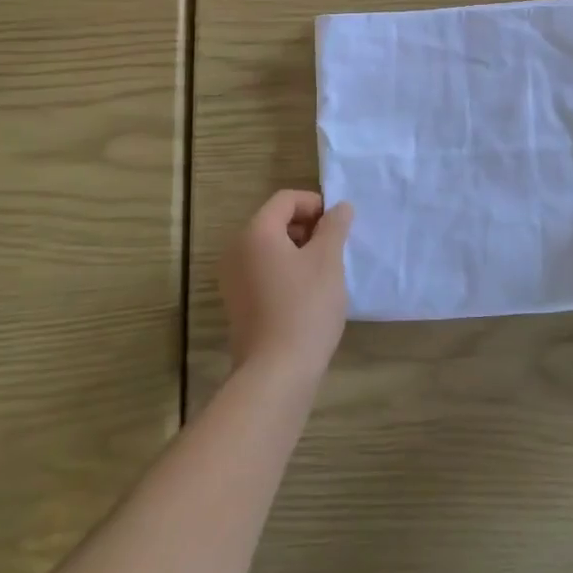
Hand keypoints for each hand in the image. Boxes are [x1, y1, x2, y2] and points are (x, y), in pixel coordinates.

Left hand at [220, 191, 353, 382]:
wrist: (275, 373)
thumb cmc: (305, 307)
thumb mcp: (328, 260)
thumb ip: (334, 227)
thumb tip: (340, 207)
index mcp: (256, 232)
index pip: (286, 200)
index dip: (315, 204)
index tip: (338, 226)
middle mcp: (236, 250)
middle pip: (275, 222)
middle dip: (308, 228)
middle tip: (334, 249)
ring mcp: (233, 279)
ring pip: (270, 249)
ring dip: (299, 251)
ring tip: (324, 273)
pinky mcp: (237, 304)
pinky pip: (263, 272)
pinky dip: (286, 272)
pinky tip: (308, 295)